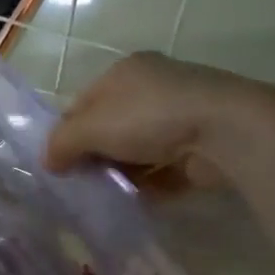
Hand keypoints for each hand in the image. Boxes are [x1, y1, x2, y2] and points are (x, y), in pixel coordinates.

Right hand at [44, 51, 274, 195]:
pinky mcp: (199, 146)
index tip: (57, 163)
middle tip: (79, 183)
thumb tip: (47, 163)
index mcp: (124, 72)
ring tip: (104, 197)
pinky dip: (148, 185)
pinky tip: (133, 203)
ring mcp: (180, 117)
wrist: (226, 131)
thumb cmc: (149, 116)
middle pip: (109, 127)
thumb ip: (62, 144)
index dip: (66, 132)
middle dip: (94, 155)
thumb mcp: (91, 126)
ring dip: (120, 173)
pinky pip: (163, 169)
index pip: (83, 102)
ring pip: (136, 150)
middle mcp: (152, 88)